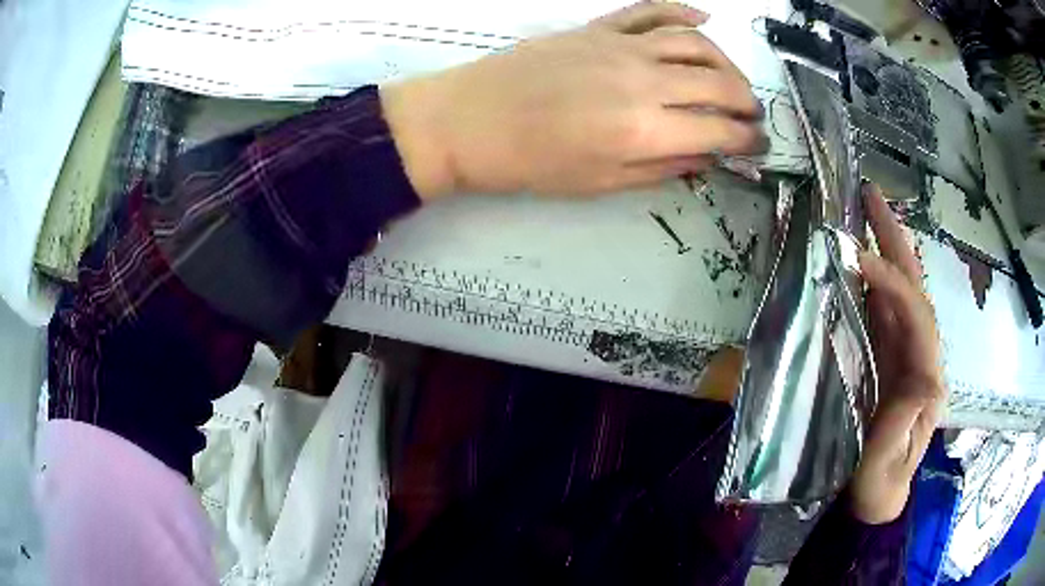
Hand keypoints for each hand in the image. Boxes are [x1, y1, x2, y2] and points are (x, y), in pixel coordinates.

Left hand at [381, 2, 767, 199]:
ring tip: (732, 80)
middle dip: (747, 103)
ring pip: (695, 43)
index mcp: (644, 130)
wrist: (470, 120)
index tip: (757, 145)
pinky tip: (703, 21)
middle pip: (718, 83)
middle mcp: (643, 81)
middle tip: (752, 116)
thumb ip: (660, 168)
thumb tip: (704, 158)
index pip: (718, 130)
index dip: (746, 139)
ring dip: (726, 62)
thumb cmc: (531, 162)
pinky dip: (682, 12)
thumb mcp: (600, 183)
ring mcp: (621, 46)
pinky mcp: (599, 28)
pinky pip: (651, 11)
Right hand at [849, 184, 945, 523]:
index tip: (861, 257)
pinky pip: (881, 312)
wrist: (875, 498)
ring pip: (898, 293)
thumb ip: (904, 428)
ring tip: (862, 214)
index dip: (894, 283)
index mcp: (928, 378)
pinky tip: (855, 261)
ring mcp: (903, 355)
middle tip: (871, 198)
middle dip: (897, 242)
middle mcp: (921, 356)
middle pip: (914, 288)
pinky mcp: (887, 358)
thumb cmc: (878, 486)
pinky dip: (870, 281)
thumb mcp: (886, 468)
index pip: (917, 316)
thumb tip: (923, 378)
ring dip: (883, 251)